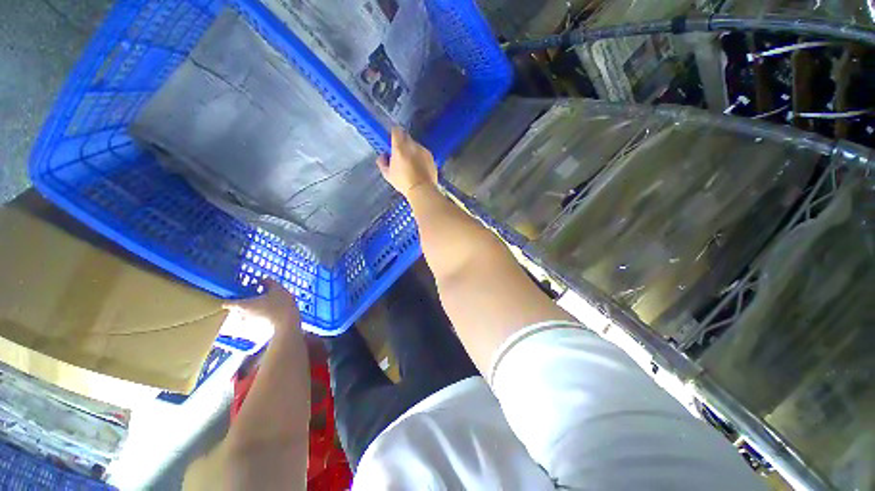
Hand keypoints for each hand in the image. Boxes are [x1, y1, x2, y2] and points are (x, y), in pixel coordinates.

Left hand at [224, 280, 300, 332]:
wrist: (287, 323)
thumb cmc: (279, 305)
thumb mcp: (277, 289)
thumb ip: (268, 282)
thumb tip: (263, 278)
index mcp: (243, 304)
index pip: (227, 303)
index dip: (230, 297)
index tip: (236, 293)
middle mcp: (243, 315)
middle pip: (238, 308)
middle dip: (245, 302)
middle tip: (256, 295)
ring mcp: (250, 323)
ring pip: (247, 314)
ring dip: (253, 309)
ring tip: (265, 303)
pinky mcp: (259, 327)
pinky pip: (256, 319)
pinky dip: (261, 315)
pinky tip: (272, 310)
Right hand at [376, 127, 437, 197]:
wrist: (423, 190)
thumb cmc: (403, 182)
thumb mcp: (388, 175)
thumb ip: (382, 163)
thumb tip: (382, 156)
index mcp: (399, 147)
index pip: (396, 131)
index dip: (394, 135)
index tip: (392, 141)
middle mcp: (412, 145)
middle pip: (406, 137)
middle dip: (403, 143)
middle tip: (400, 154)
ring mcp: (423, 150)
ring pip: (416, 145)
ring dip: (412, 151)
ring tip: (411, 164)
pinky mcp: (431, 157)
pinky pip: (423, 153)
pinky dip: (421, 157)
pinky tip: (420, 168)